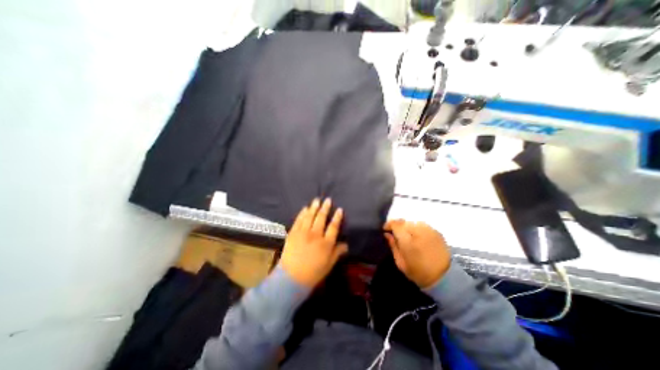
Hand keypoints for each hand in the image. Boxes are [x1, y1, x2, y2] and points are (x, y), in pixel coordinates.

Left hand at [279, 198, 346, 286]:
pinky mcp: (293, 233)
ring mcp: (303, 233)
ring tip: (316, 200)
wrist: (291, 278)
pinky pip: (298, 220)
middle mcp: (315, 235)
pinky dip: (302, 213)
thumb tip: (346, 244)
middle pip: (321, 218)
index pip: (333, 227)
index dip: (337, 217)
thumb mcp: (329, 264)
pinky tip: (305, 208)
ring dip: (314, 207)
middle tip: (327, 200)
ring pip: (310, 216)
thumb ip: (337, 252)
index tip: (339, 209)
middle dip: (325, 208)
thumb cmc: (313, 273)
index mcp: (326, 243)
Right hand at [385, 219, 451, 289]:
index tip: (386, 230)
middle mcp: (419, 232)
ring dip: (408, 227)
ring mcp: (429, 231)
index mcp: (408, 242)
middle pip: (404, 222)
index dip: (389, 224)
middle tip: (396, 234)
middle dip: (398, 226)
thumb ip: (393, 246)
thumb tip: (387, 234)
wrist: (444, 278)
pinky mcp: (437, 232)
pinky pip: (422, 225)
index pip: (396, 224)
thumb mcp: (400, 262)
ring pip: (413, 222)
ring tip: (407, 235)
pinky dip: (417, 229)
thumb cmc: (418, 272)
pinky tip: (418, 237)